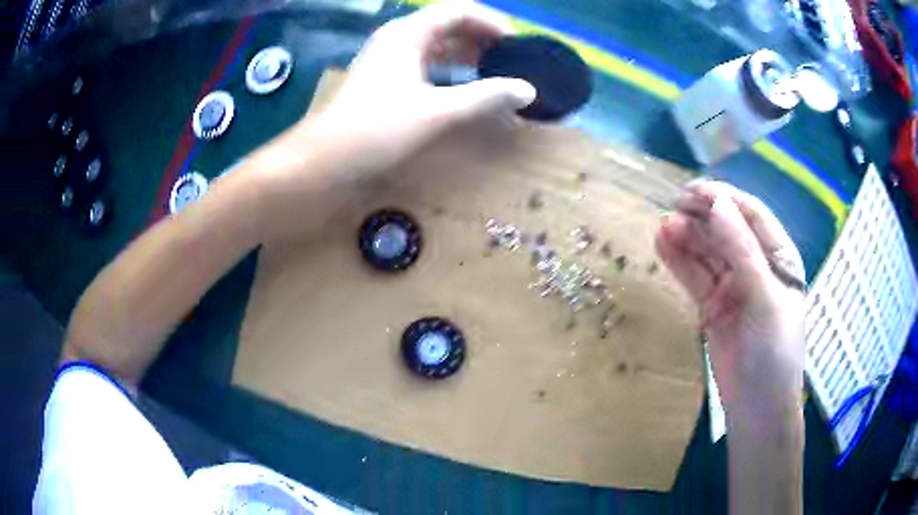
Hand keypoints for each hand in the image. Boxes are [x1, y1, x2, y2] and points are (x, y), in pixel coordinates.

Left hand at [296, 1, 535, 175]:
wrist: (324, 158)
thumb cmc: (377, 129)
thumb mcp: (438, 112)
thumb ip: (485, 97)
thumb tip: (528, 90)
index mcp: (408, 33)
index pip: (458, 10)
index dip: (491, 22)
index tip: (516, 45)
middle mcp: (396, 37)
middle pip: (446, 23)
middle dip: (480, 37)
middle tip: (509, 59)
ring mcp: (386, 56)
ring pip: (434, 43)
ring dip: (464, 52)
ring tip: (491, 71)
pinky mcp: (382, 76)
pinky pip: (422, 60)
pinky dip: (446, 67)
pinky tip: (459, 85)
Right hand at [655, 181, 805, 428]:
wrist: (756, 409)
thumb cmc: (773, 352)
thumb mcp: (764, 298)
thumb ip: (742, 251)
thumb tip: (717, 204)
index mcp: (778, 257)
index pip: (752, 215)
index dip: (724, 199)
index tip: (694, 191)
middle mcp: (756, 266)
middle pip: (726, 231)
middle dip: (702, 217)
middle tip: (672, 206)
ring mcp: (733, 287)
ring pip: (708, 253)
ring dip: (687, 237)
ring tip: (663, 226)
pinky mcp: (712, 306)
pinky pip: (695, 277)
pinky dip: (679, 262)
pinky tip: (662, 245)